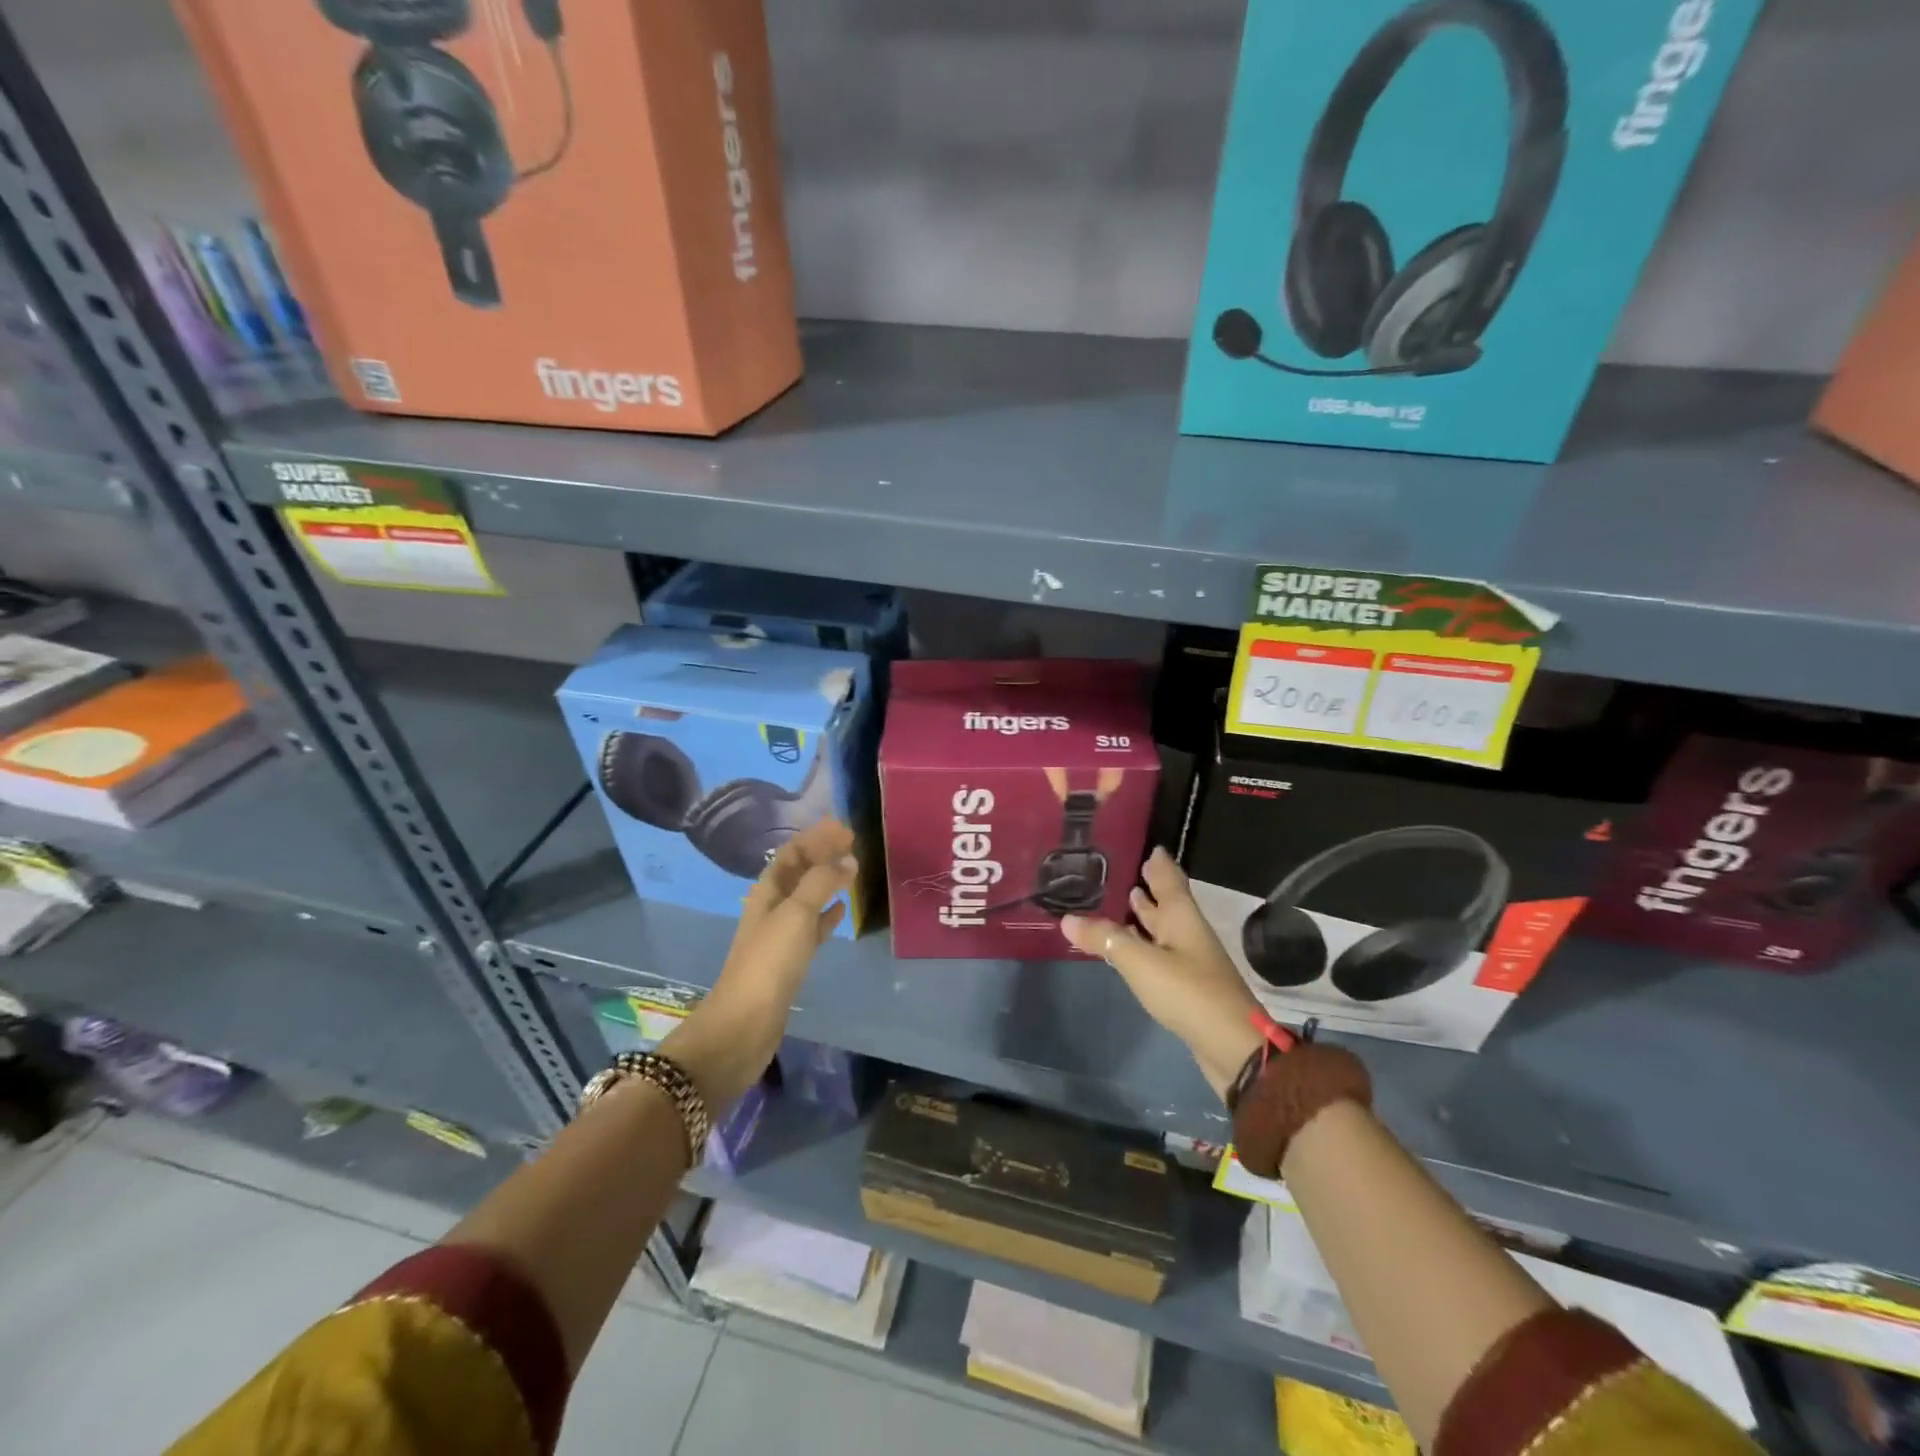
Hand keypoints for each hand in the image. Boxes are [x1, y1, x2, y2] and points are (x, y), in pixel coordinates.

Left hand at [661, 818, 856, 1106]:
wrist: (744, 1024)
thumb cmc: (769, 962)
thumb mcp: (796, 914)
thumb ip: (822, 883)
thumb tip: (847, 859)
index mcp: (767, 891)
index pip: (792, 852)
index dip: (816, 836)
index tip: (845, 827)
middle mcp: (772, 907)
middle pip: (799, 871)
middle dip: (822, 853)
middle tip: (852, 842)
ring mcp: (780, 934)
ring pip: (807, 897)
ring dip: (827, 881)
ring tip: (852, 869)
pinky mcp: (790, 960)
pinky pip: (812, 927)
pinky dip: (827, 914)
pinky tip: (842, 910)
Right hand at [1062, 847, 1265, 1099]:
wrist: (1231, 1046)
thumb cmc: (1187, 992)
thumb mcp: (1140, 962)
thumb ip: (1105, 939)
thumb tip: (1067, 918)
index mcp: (1182, 918)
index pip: (1170, 880)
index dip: (1160, 864)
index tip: (1151, 847)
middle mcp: (1188, 934)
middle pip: (1169, 904)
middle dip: (1152, 888)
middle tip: (1133, 869)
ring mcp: (1190, 961)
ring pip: (1165, 929)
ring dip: (1148, 916)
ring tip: (1129, 900)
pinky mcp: (1187, 987)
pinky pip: (1161, 954)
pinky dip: (1145, 944)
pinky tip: (1132, 948)